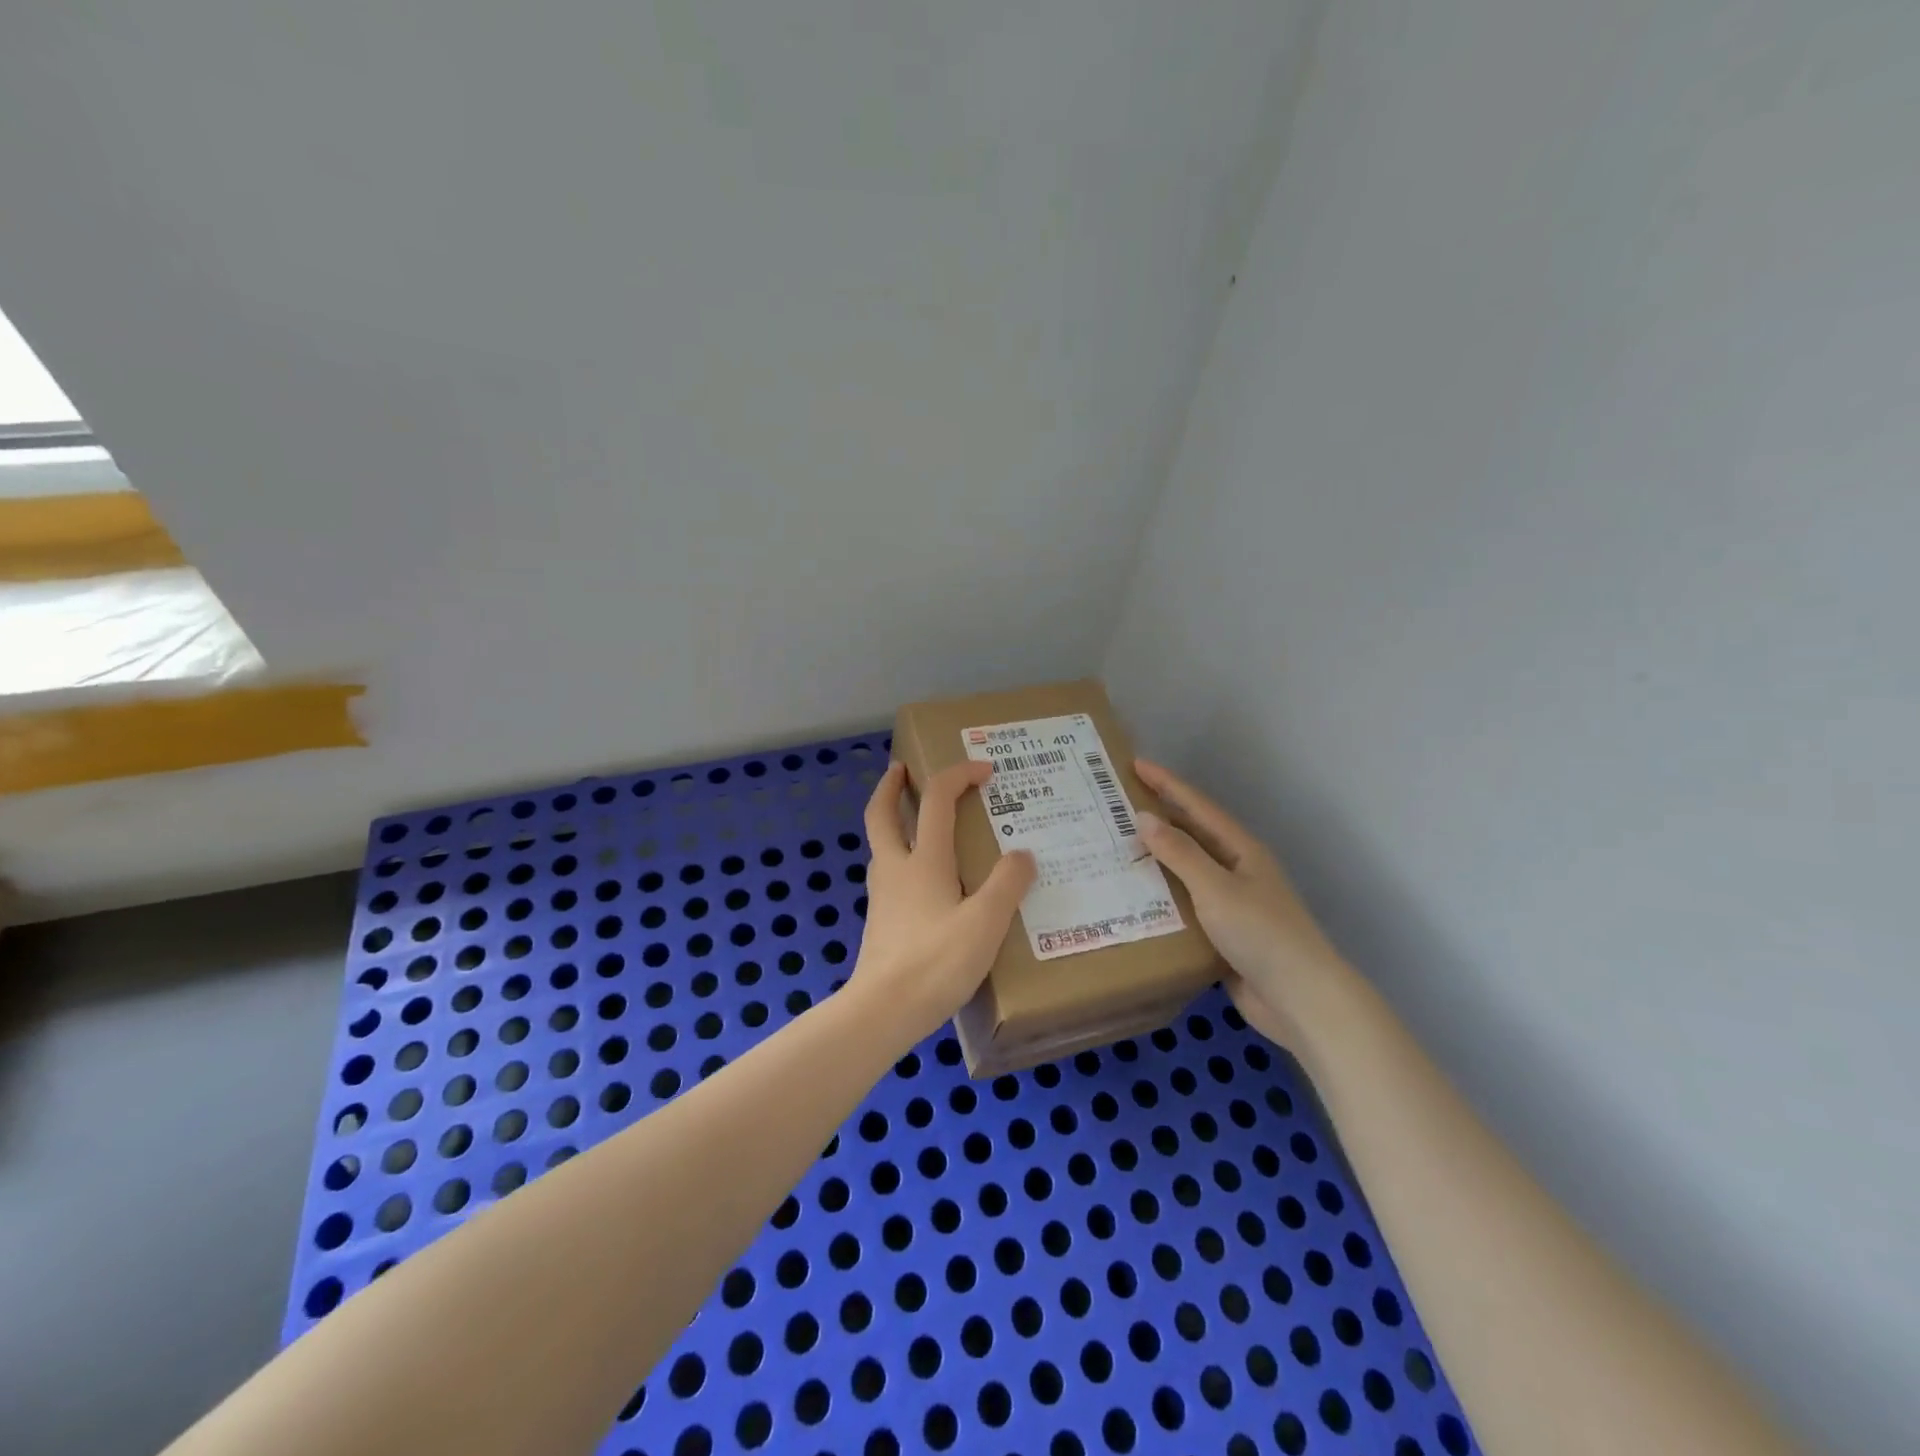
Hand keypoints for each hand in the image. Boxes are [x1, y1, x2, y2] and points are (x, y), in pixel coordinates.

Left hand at [847, 760, 1036, 1047]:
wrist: (883, 1010)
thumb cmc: (936, 962)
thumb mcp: (985, 923)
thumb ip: (1007, 885)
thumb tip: (1022, 855)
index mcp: (923, 861)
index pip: (937, 799)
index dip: (959, 775)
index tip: (985, 770)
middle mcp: (896, 869)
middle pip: (882, 814)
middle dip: (891, 786)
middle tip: (902, 769)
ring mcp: (883, 896)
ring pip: (881, 844)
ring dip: (893, 821)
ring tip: (916, 821)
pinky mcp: (881, 921)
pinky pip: (889, 874)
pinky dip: (900, 857)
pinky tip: (921, 880)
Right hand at [1134, 757, 1355, 1050]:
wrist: (1299, 1000)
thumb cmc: (1261, 934)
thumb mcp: (1216, 888)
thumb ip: (1179, 853)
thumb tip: (1143, 817)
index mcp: (1241, 850)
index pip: (1197, 807)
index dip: (1167, 784)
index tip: (1134, 764)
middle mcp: (1236, 870)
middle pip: (1191, 836)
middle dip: (1157, 820)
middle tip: (1115, 807)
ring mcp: (1230, 903)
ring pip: (1185, 872)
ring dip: (1154, 860)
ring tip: (1114, 850)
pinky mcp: (1221, 934)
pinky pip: (1184, 905)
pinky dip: (1160, 898)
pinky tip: (1132, 899)